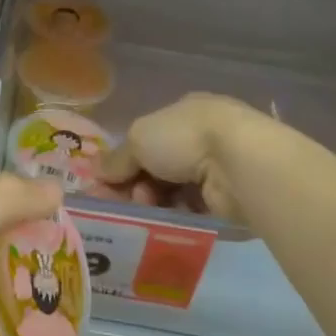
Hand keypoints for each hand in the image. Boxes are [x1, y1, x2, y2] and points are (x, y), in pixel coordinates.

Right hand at [100, 92, 277, 226]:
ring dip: (153, 201)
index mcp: (183, 113)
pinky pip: (192, 209)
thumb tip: (96, 172)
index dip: (124, 160)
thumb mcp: (138, 139)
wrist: (239, 164)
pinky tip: (163, 222)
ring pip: (174, 190)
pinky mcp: (229, 197)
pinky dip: (175, 215)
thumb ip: (117, 158)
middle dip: (136, 184)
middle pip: (158, 166)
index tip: (105, 183)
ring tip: (145, 210)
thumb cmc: (184, 138)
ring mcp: (218, 167)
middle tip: (121, 201)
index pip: (147, 138)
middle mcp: (202, 137)